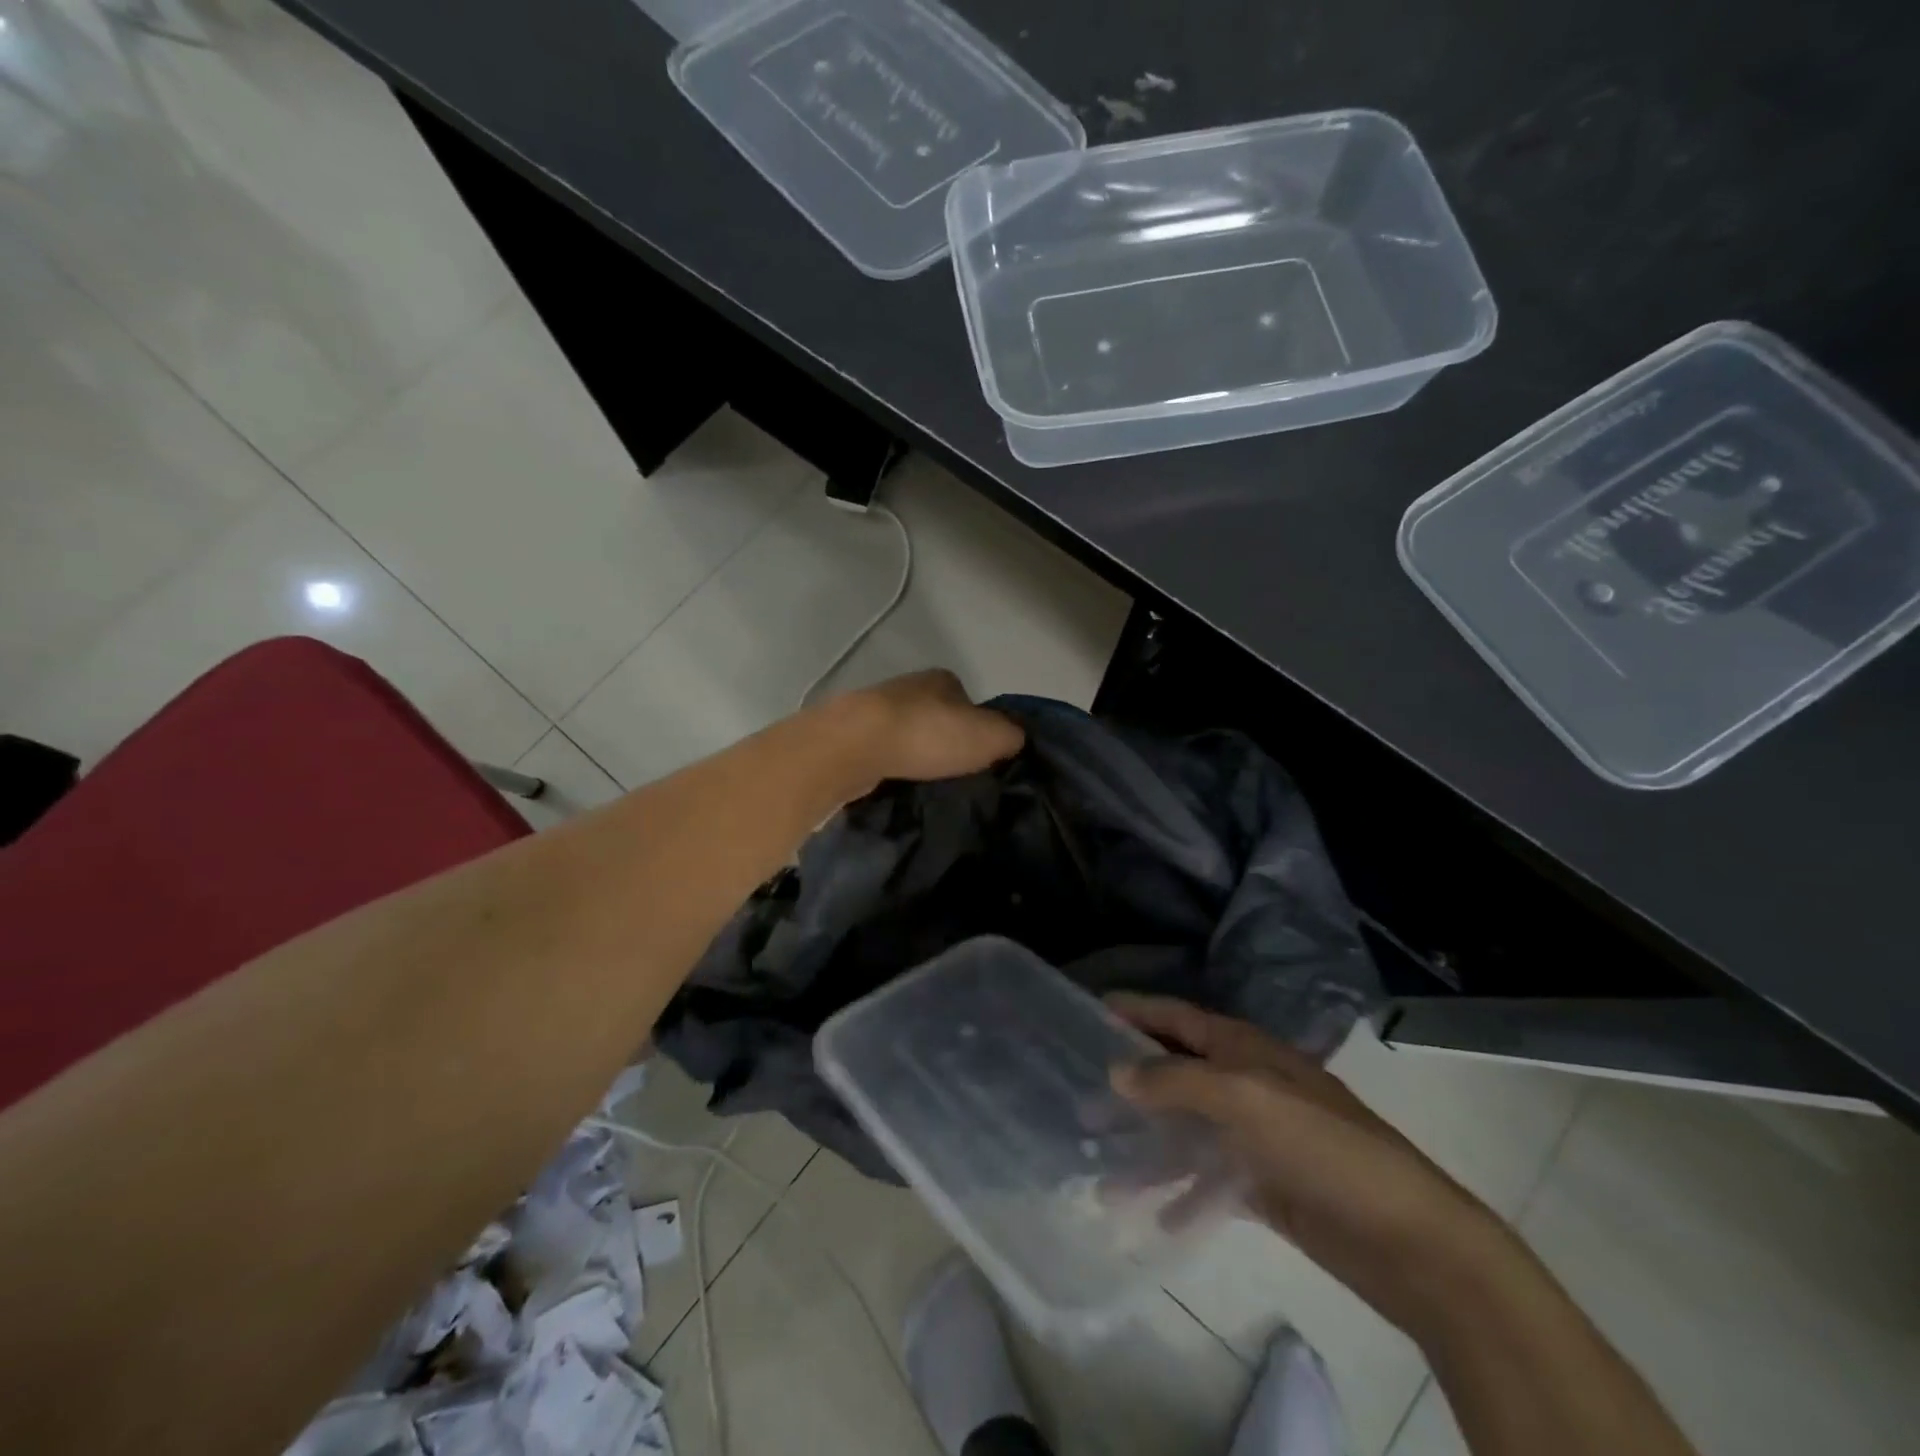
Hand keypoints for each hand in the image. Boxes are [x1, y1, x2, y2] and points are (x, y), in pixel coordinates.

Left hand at [830, 670, 1023, 784]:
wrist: (856, 746)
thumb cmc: (930, 735)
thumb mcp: (991, 736)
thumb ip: (1012, 735)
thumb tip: (1015, 740)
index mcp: (944, 680)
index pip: (971, 703)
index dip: (980, 730)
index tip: (981, 760)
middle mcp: (910, 687)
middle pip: (938, 718)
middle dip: (946, 743)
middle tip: (956, 777)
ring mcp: (877, 709)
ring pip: (908, 735)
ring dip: (917, 756)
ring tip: (928, 786)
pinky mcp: (852, 734)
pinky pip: (883, 752)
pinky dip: (892, 766)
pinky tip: (898, 785)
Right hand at [1110, 994, 1524, 1339]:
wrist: (1408, 1237)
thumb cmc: (1321, 1145)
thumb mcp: (1243, 1097)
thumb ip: (1176, 1080)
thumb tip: (1117, 1068)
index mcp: (1244, 1049)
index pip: (1178, 1017)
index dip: (1136, 1011)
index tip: (1089, 1011)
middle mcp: (1247, 1083)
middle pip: (1177, 1072)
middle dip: (1131, 1082)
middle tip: (1081, 1094)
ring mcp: (1256, 1136)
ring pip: (1187, 1130)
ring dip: (1148, 1145)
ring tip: (1101, 1167)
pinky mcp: (1265, 1185)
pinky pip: (1209, 1180)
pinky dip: (1182, 1193)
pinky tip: (1153, 1213)